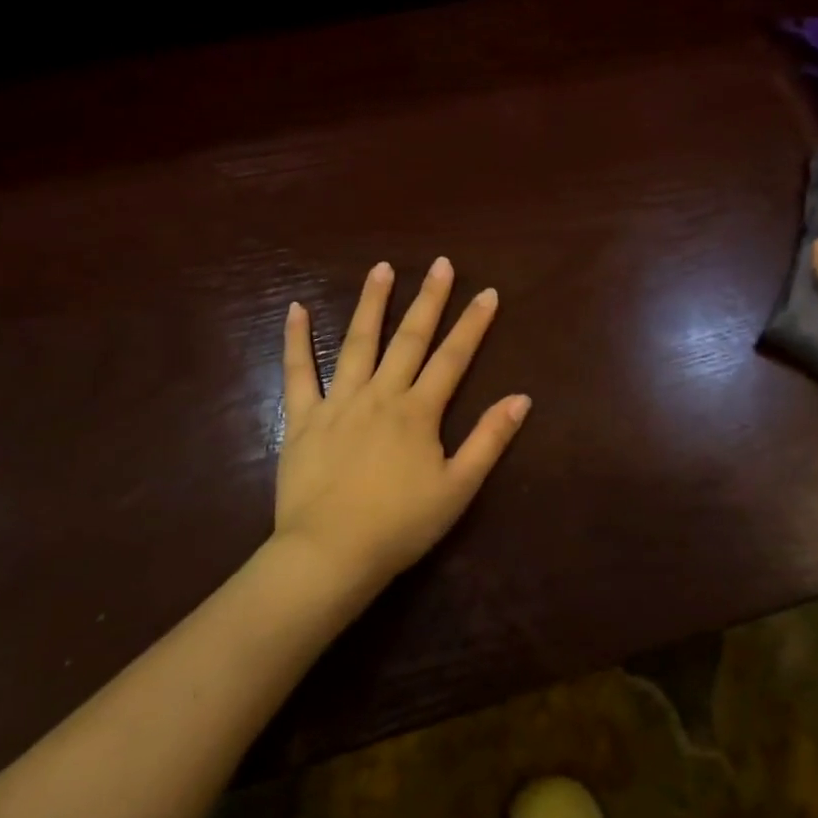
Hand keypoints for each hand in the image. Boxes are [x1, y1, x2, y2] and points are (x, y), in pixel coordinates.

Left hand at [275, 257, 530, 591]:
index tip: (487, 292)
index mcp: (419, 411)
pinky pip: (298, 371)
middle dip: (429, 299)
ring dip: (372, 303)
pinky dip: (297, 339)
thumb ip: (489, 439)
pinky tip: (297, 308)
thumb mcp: (458, 488)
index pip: (453, 357)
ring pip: (358, 342)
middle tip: (441, 263)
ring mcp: (339, 402)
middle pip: (410, 338)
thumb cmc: (400, 525)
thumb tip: (521, 398)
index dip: (473, 324)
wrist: (330, 554)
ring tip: (382, 268)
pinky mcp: (303, 417)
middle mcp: (381, 394)